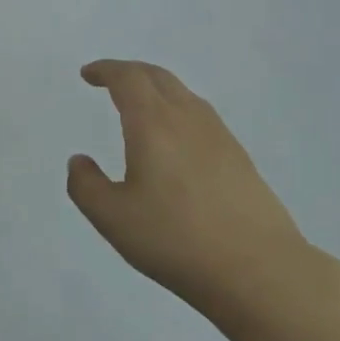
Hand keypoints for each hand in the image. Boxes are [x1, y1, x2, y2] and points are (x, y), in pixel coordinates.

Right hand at [67, 60, 324, 328]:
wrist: (259, 270)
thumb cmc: (176, 239)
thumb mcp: (113, 218)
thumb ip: (86, 186)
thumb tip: (80, 161)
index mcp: (153, 124)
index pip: (128, 79)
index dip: (106, 70)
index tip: (88, 74)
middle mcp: (188, 119)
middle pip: (158, 78)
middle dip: (130, 72)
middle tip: (109, 81)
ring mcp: (219, 137)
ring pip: (184, 95)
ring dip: (156, 89)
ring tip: (139, 107)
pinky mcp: (239, 159)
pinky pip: (201, 117)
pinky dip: (178, 111)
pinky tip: (175, 141)